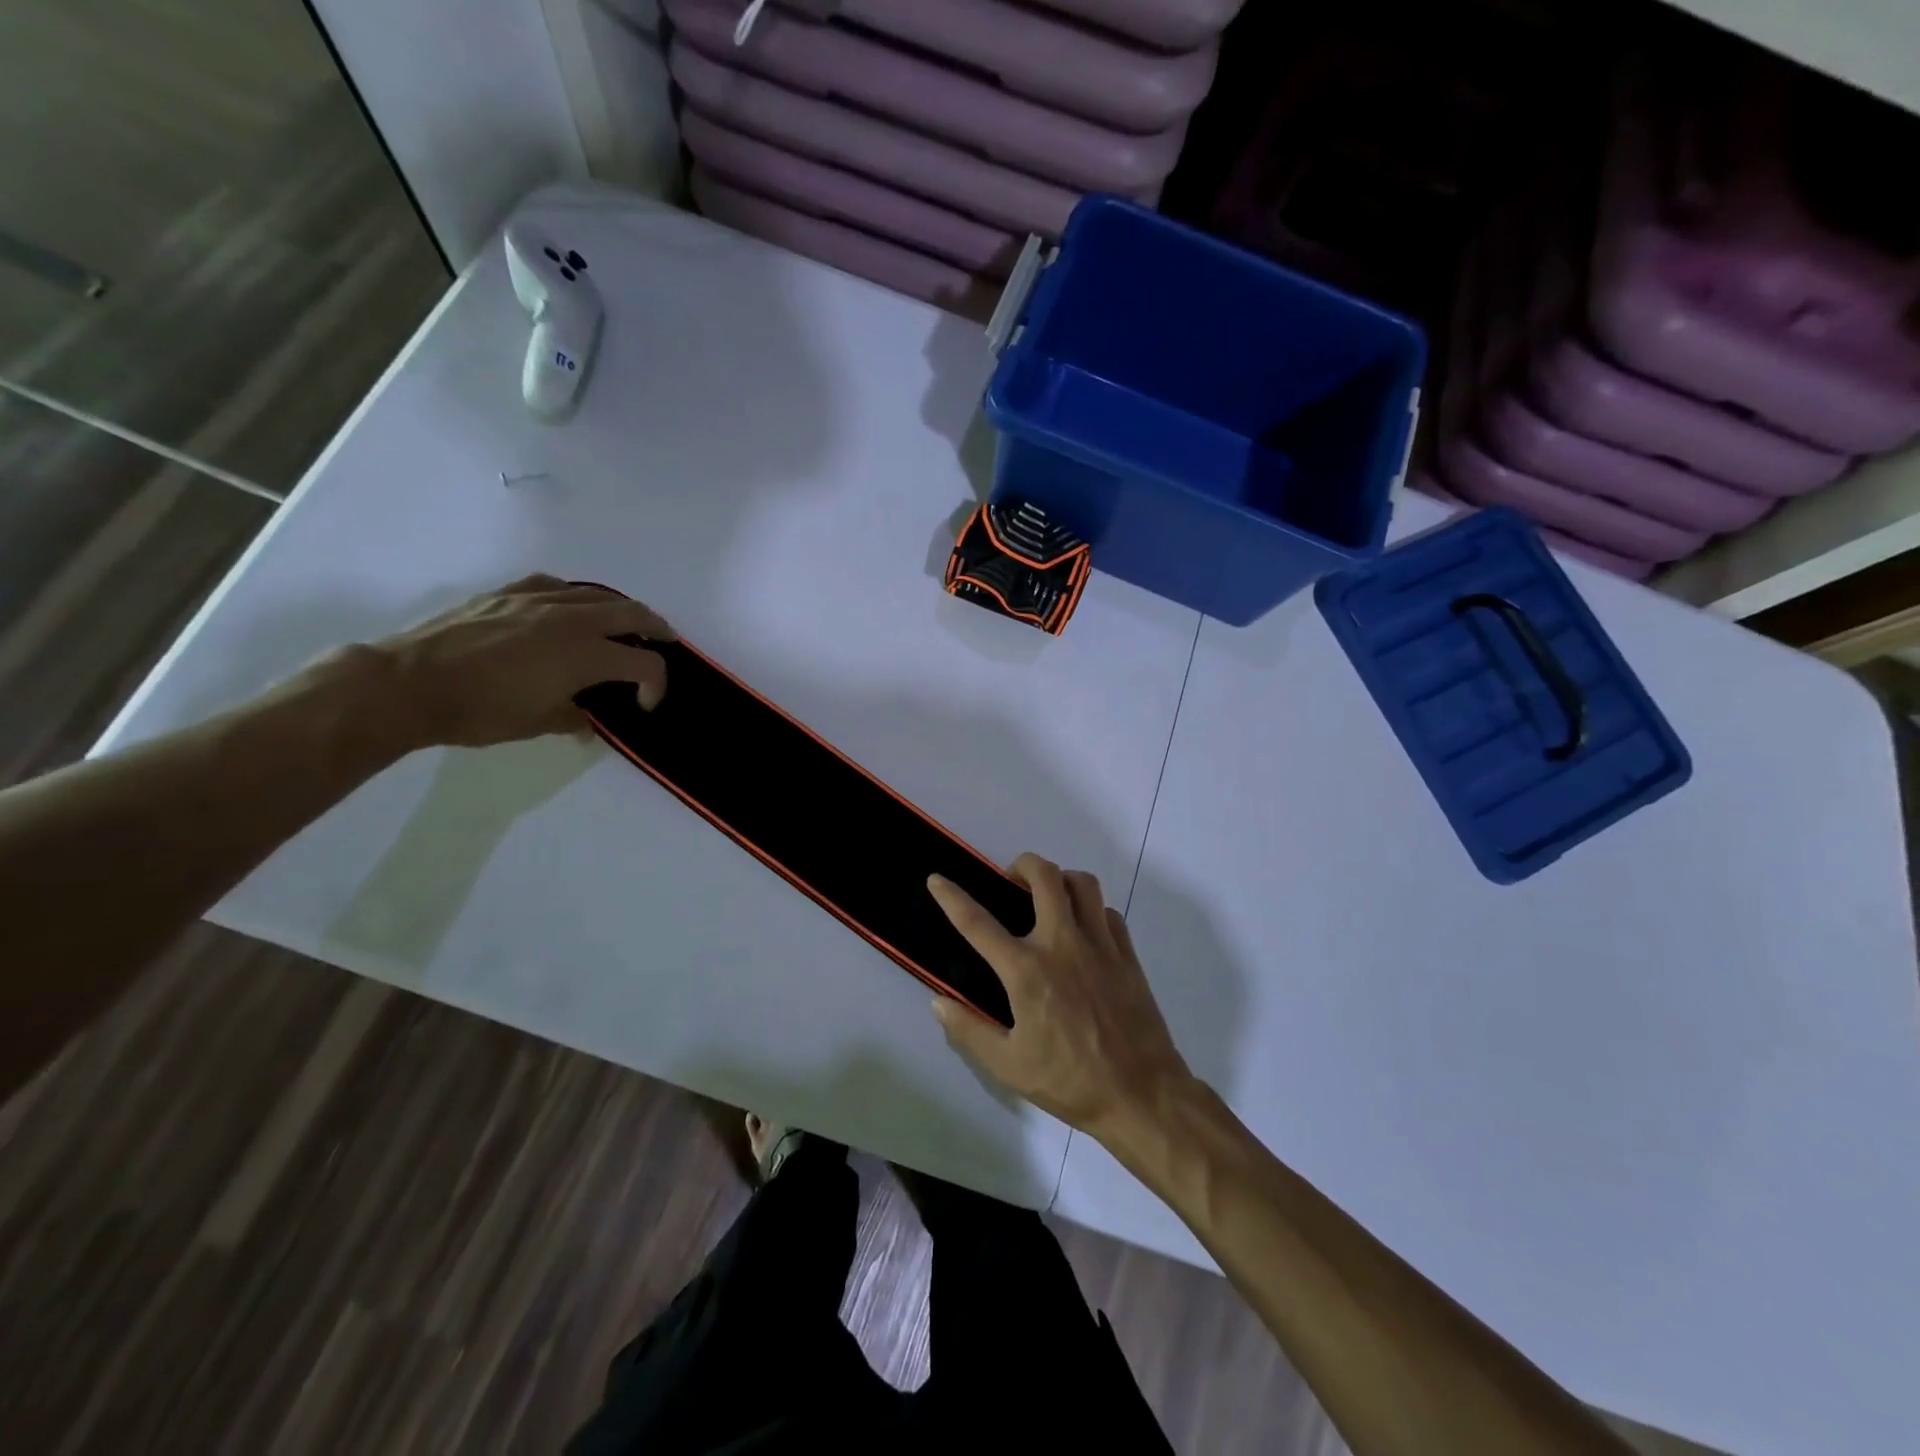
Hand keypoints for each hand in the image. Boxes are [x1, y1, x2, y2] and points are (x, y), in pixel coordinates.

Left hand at [362, 575, 672, 747]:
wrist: (409, 684)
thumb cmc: (479, 711)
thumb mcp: (537, 724)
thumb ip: (573, 717)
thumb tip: (588, 719)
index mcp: (586, 656)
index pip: (645, 665)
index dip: (656, 685)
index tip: (643, 705)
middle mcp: (572, 621)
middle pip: (633, 615)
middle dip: (657, 629)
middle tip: (666, 640)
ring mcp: (539, 600)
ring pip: (597, 594)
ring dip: (620, 609)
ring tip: (625, 621)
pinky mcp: (509, 592)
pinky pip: (557, 585)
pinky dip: (575, 596)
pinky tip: (568, 606)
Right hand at [927, 853, 1192, 1137]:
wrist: (1141, 1094)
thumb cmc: (1070, 1082)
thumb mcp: (1008, 1066)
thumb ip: (969, 1030)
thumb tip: (939, 1003)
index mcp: (1027, 970)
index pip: (978, 923)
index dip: (952, 897)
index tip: (937, 879)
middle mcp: (1062, 944)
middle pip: (1044, 876)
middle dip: (1022, 865)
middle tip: (1011, 881)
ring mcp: (1100, 945)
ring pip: (1083, 884)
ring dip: (1060, 880)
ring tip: (1049, 897)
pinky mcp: (1127, 955)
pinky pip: (1107, 912)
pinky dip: (1091, 910)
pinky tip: (1084, 931)